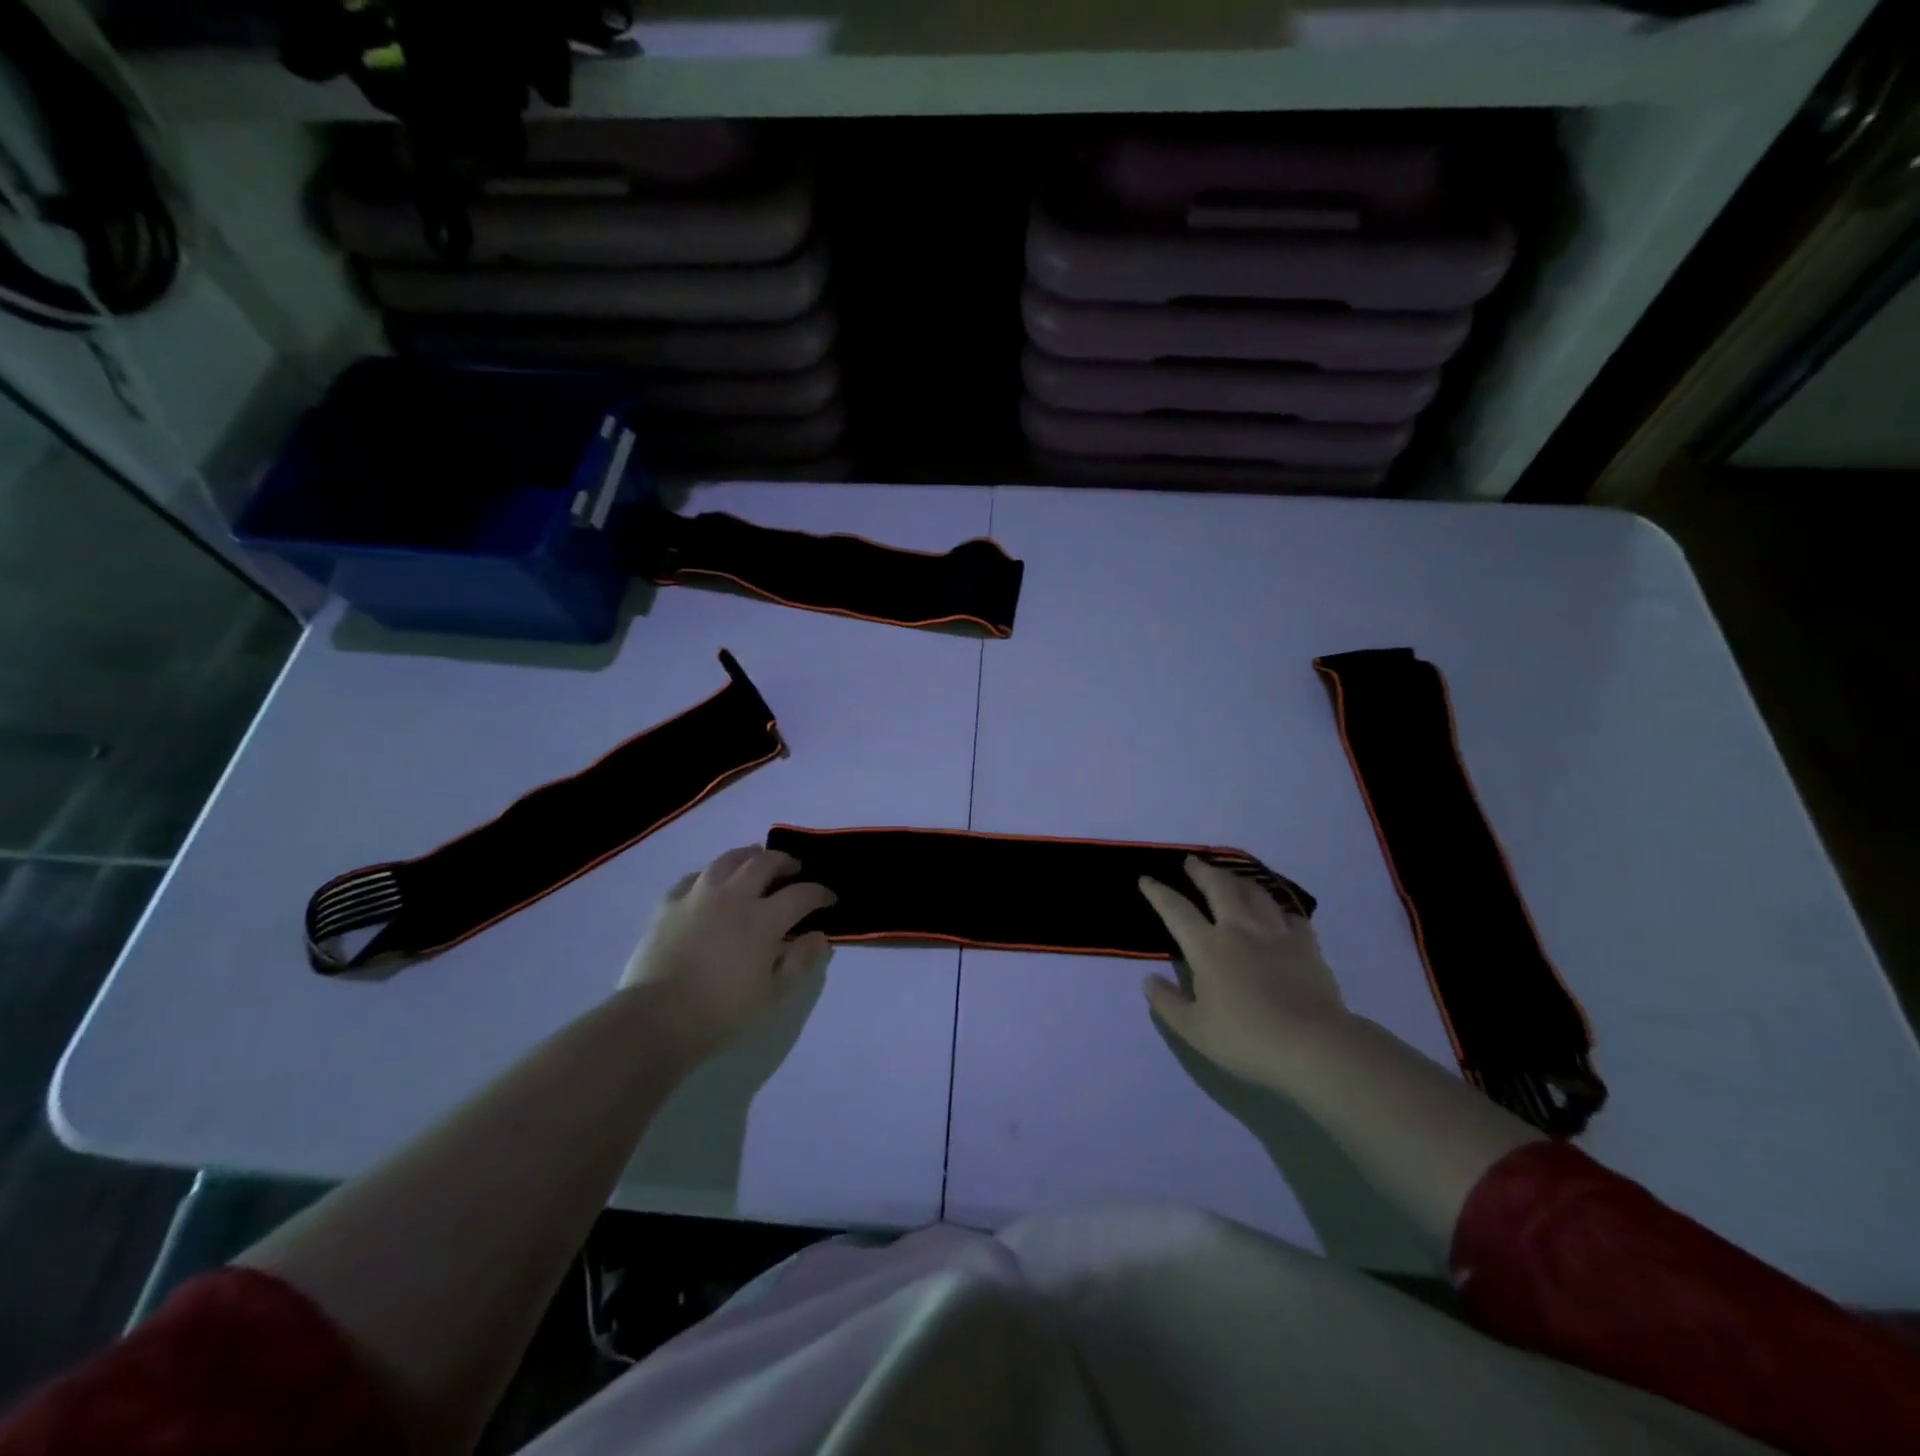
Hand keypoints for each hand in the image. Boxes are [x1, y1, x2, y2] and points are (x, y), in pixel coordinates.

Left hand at [621, 846, 834, 1061]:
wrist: (656, 1020)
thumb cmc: (721, 1012)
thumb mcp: (773, 995)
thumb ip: (801, 961)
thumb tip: (820, 935)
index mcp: (763, 919)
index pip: (802, 894)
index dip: (821, 893)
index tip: (830, 899)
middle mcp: (734, 895)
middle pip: (765, 862)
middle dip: (786, 862)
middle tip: (795, 871)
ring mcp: (698, 895)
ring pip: (728, 859)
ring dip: (749, 856)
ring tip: (756, 861)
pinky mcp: (669, 903)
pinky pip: (694, 876)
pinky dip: (710, 874)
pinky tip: (712, 882)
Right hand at [1138, 856, 1348, 1084]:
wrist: (1313, 1045)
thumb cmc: (1246, 1039)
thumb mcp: (1194, 1030)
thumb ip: (1167, 1003)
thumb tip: (1148, 980)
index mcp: (1207, 948)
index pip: (1176, 910)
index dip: (1159, 892)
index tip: (1147, 879)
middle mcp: (1239, 930)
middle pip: (1219, 888)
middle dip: (1202, 871)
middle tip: (1192, 861)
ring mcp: (1276, 934)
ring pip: (1255, 893)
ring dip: (1238, 879)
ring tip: (1230, 876)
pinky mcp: (1306, 945)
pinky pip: (1290, 916)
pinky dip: (1279, 909)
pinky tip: (1277, 912)